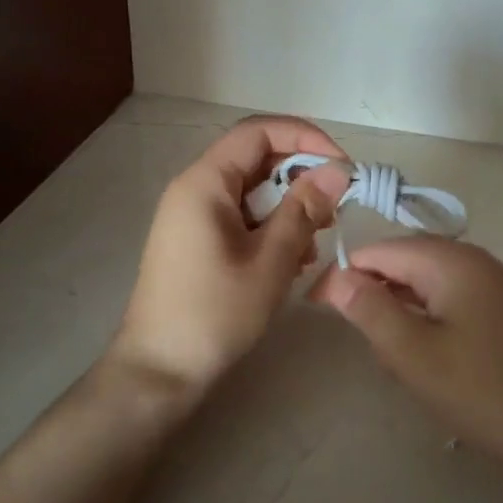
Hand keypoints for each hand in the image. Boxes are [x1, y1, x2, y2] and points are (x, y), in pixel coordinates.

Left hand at [111, 115, 350, 400]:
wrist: (159, 370)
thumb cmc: (214, 314)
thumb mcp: (270, 261)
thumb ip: (304, 210)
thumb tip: (337, 169)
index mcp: (205, 183)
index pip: (259, 131)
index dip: (306, 139)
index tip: (342, 168)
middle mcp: (195, 189)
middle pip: (257, 160)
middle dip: (301, 179)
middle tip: (334, 213)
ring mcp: (193, 216)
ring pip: (253, 192)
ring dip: (289, 209)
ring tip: (312, 246)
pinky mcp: (198, 241)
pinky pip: (242, 217)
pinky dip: (271, 229)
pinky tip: (290, 262)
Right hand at [313, 238, 502, 481]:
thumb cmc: (486, 392)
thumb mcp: (415, 355)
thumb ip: (370, 310)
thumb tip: (337, 276)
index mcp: (450, 260)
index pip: (378, 250)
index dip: (343, 276)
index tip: (317, 310)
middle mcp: (474, 260)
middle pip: (404, 263)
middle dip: (374, 296)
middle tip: (363, 343)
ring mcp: (495, 284)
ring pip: (427, 286)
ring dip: (401, 314)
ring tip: (396, 360)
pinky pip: (452, 303)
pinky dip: (429, 323)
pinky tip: (430, 360)